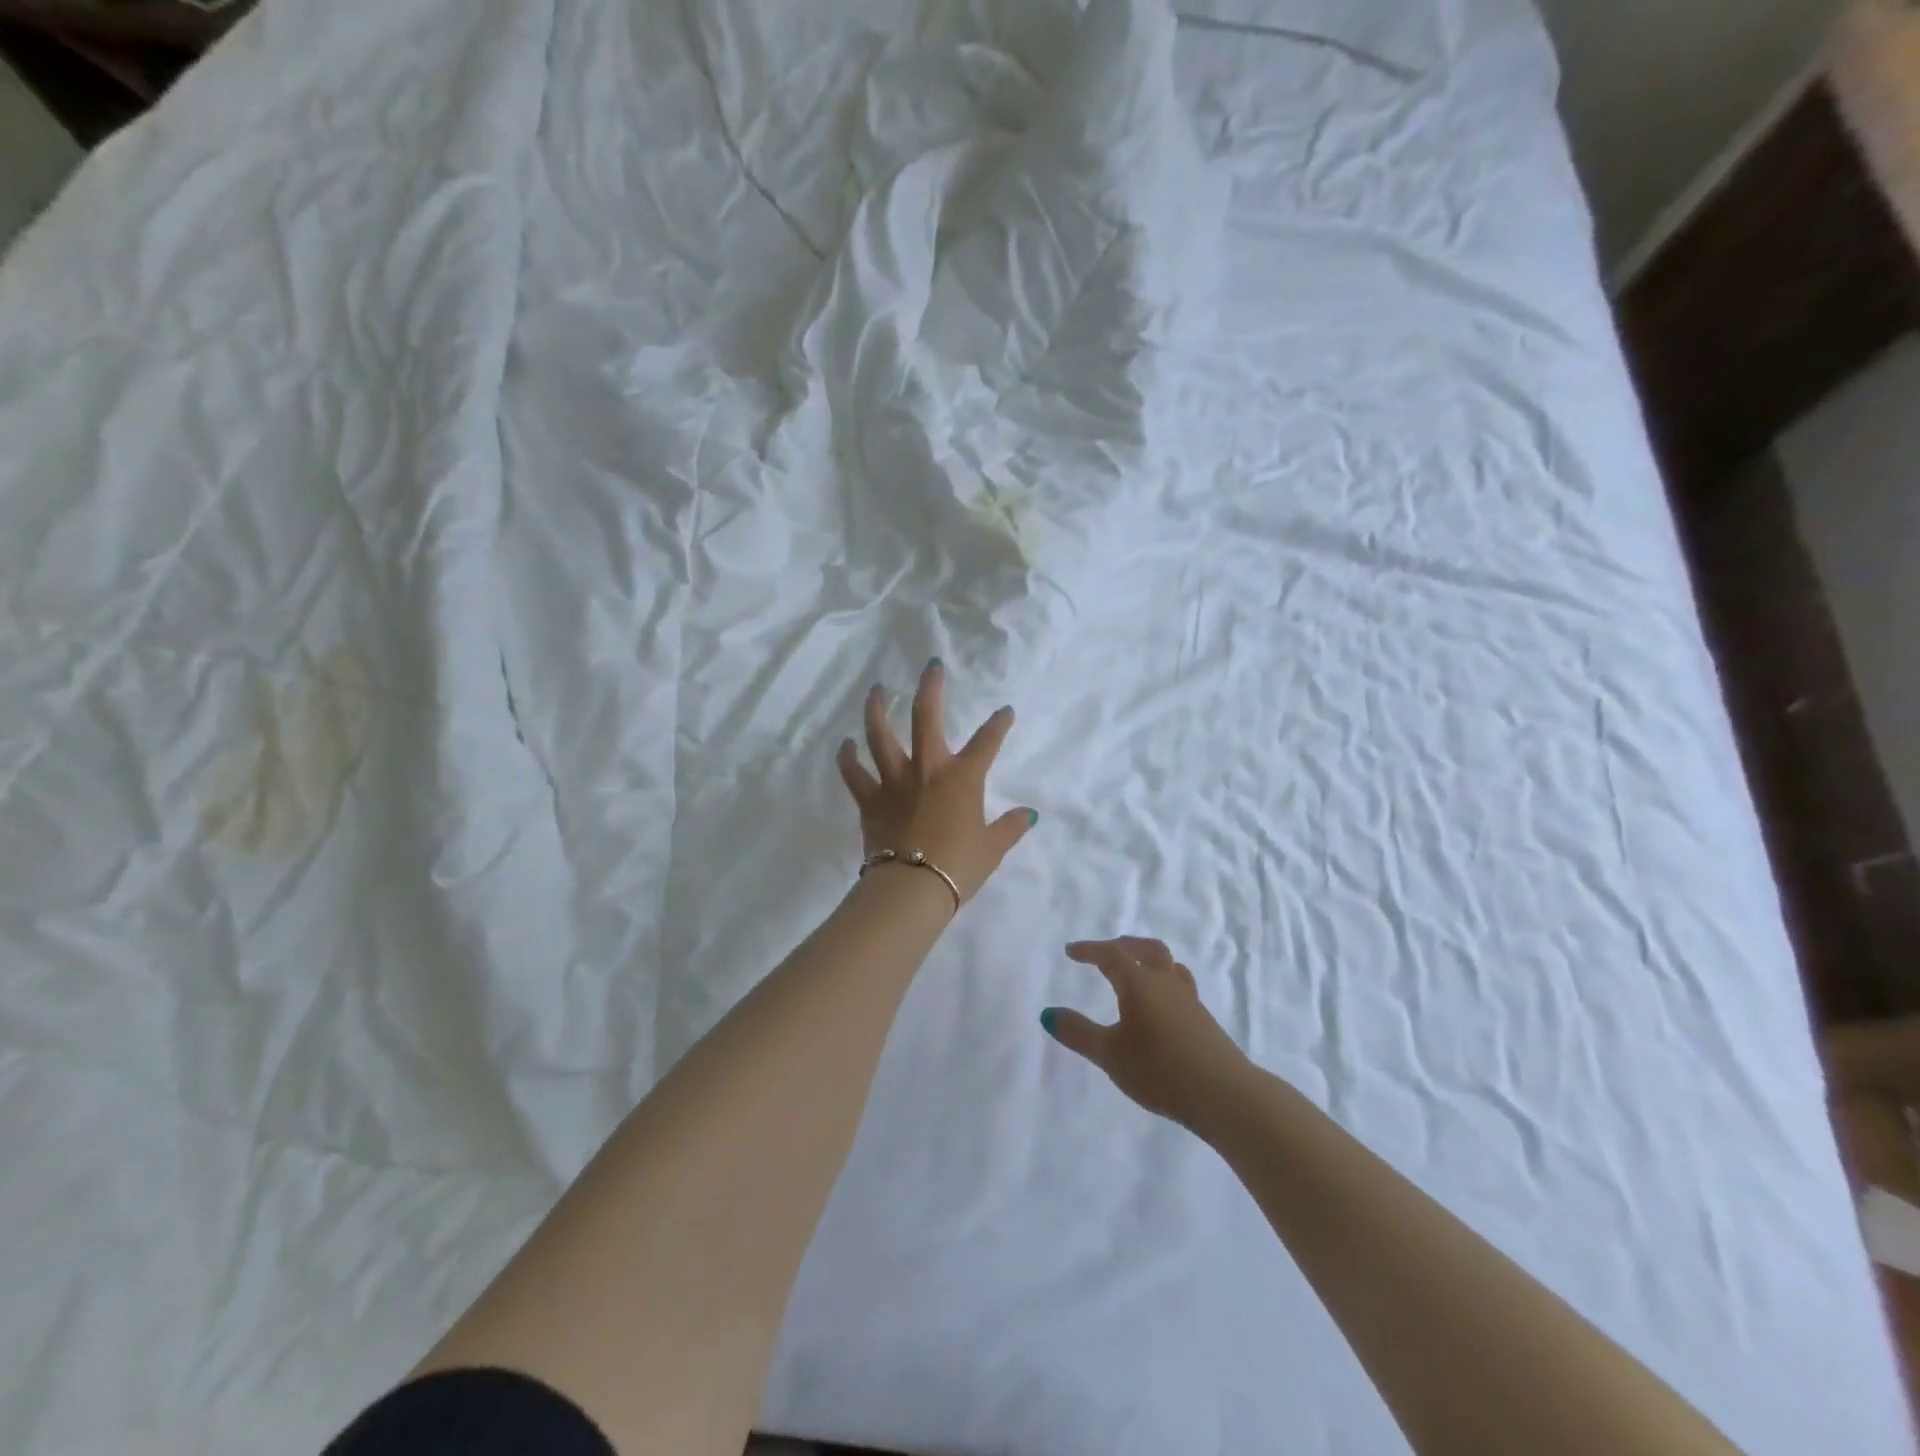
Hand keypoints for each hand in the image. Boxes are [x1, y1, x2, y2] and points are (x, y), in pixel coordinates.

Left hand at [835, 659, 1035, 904]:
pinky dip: (848, 758)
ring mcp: (894, 781)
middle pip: (926, 717)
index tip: (1004, 710)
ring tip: (877, 690)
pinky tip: (846, 744)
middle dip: (931, 687)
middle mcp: (927, 769)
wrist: (912, 888)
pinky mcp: (869, 800)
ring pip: (880, 735)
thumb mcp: (992, 848)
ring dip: (878, 709)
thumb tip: (1029, 814)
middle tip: (931, 665)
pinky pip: (854, 773)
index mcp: (962, 778)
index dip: (998, 724)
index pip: (987, 742)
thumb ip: (1010, 827)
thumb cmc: (958, 866)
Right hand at [1042, 937, 1250, 1130]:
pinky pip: (1179, 984)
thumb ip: (1078, 1033)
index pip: (1111, 954)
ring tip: (1135, 970)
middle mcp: (1165, 982)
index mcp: (1139, 983)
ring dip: (1146, 959)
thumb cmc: (1160, 1070)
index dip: (1089, 950)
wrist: (1225, 1094)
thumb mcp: (1110, 1055)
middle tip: (1104, 952)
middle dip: (1122, 945)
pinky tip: (1160, 1003)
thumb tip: (1047, 1013)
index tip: (1071, 951)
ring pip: (1167, 964)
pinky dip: (1162, 980)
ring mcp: (1189, 999)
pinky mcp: (1203, 1018)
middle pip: (1146, 949)